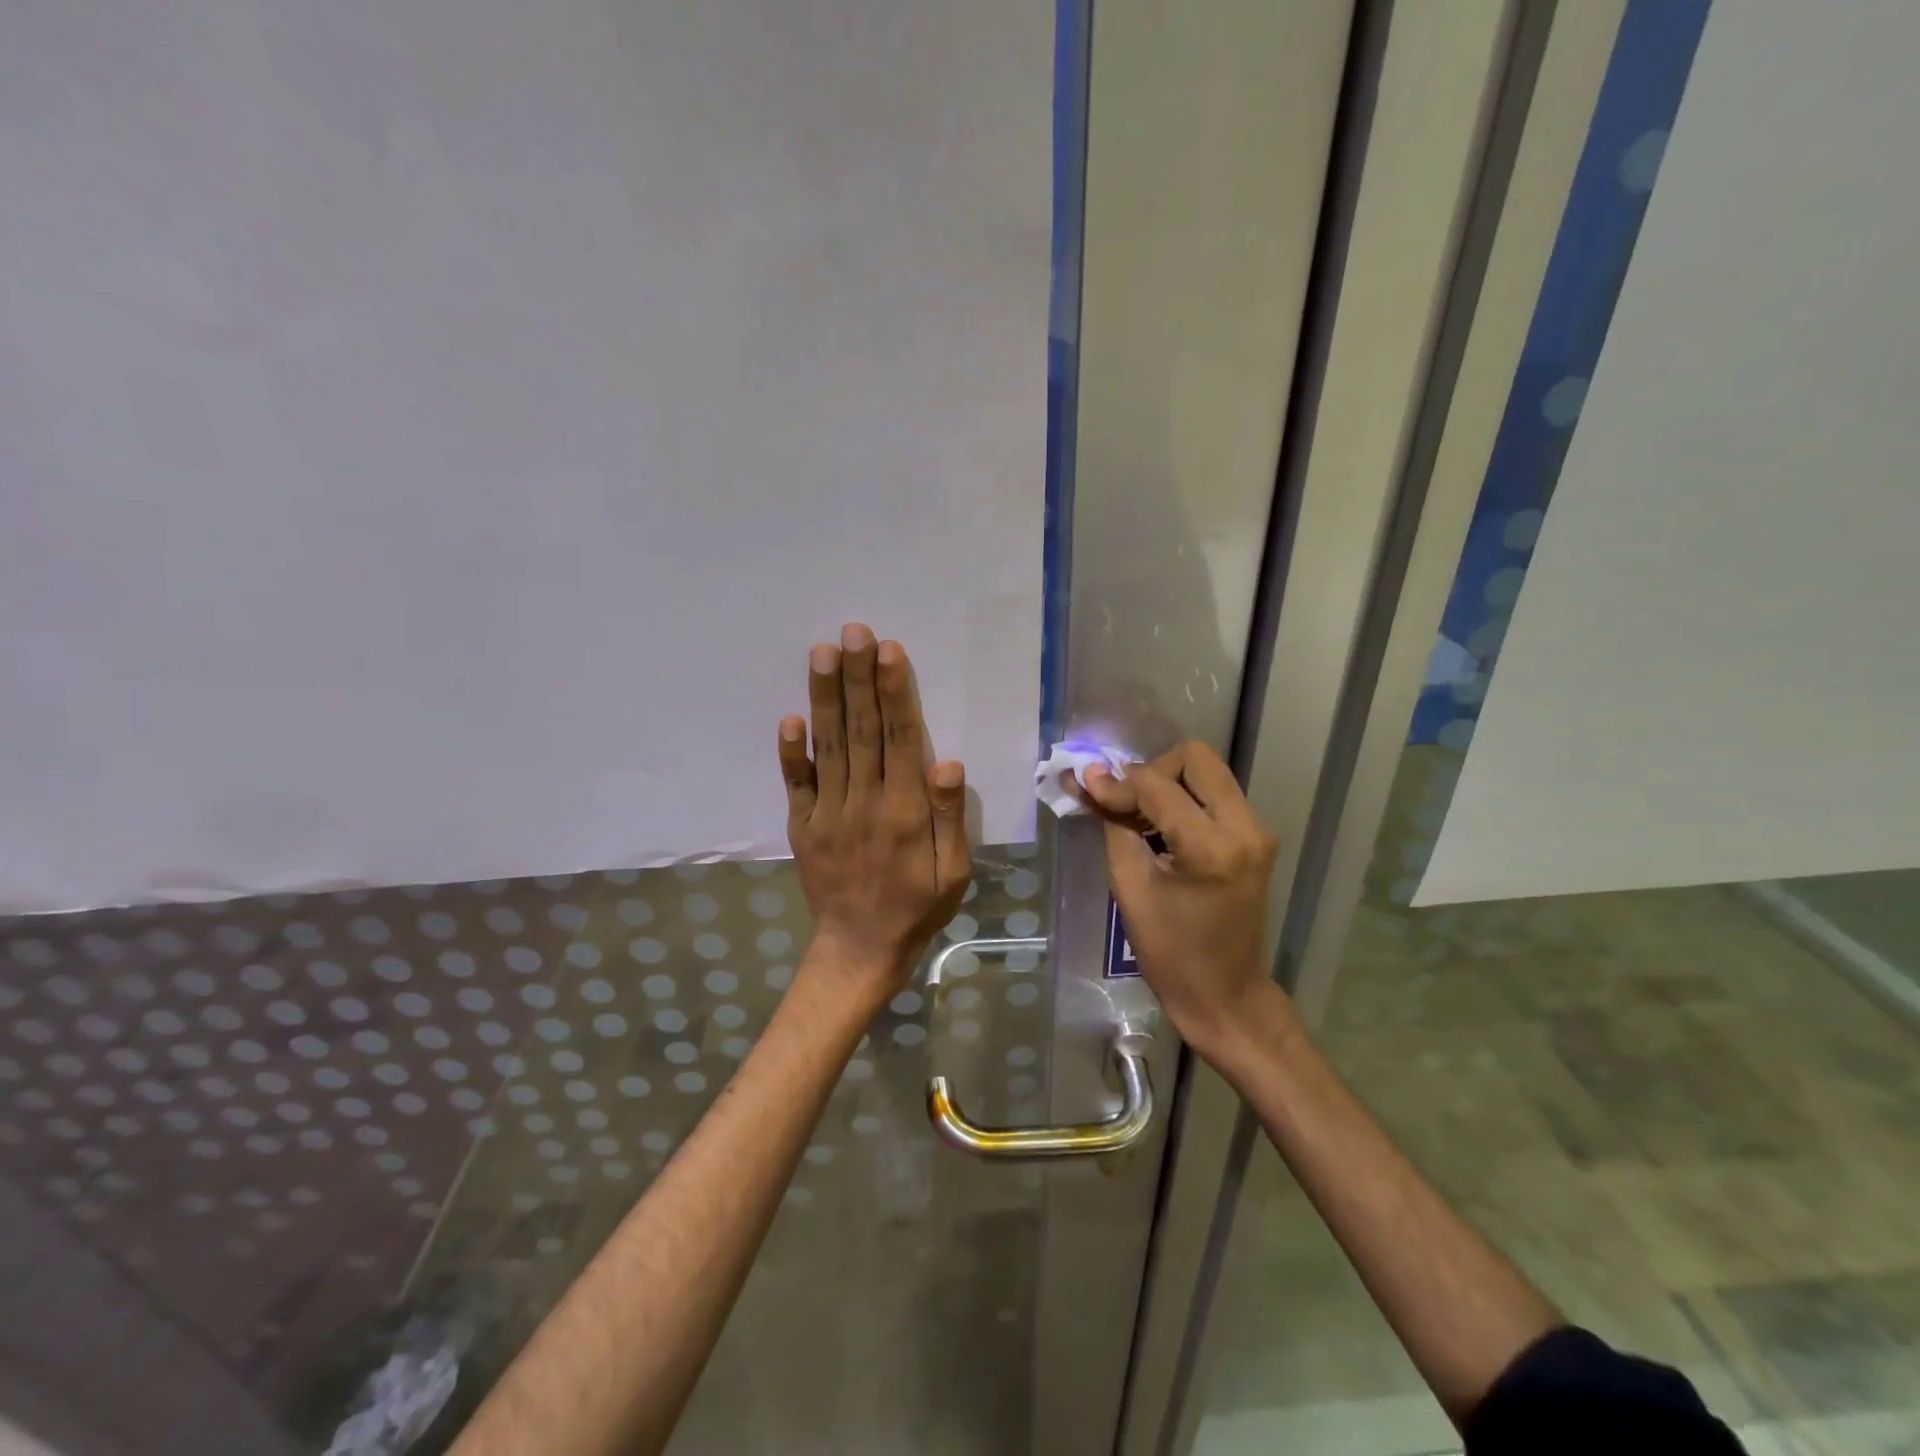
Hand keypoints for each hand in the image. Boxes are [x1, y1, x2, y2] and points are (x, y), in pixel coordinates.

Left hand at [779, 623, 971, 1008]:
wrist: (860, 949)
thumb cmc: (918, 906)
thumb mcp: (954, 872)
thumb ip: (949, 817)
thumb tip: (947, 762)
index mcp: (905, 813)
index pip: (900, 740)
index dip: (895, 693)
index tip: (889, 651)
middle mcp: (864, 804)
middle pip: (861, 731)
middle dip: (858, 678)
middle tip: (854, 631)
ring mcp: (827, 814)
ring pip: (828, 747)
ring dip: (825, 698)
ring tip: (823, 653)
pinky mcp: (802, 826)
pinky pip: (795, 784)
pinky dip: (790, 751)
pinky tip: (789, 717)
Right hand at [1073, 742, 1280, 1054]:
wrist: (1225, 995)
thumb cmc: (1171, 953)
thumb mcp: (1130, 887)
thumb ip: (1113, 824)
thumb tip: (1088, 778)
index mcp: (1213, 848)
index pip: (1157, 786)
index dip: (1116, 783)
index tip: (1085, 788)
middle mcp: (1246, 828)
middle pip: (1195, 758)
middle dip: (1151, 771)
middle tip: (1125, 802)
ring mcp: (1257, 831)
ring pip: (1207, 772)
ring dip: (1168, 784)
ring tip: (1138, 817)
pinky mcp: (1256, 838)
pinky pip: (1215, 795)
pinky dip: (1184, 799)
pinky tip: (1160, 828)